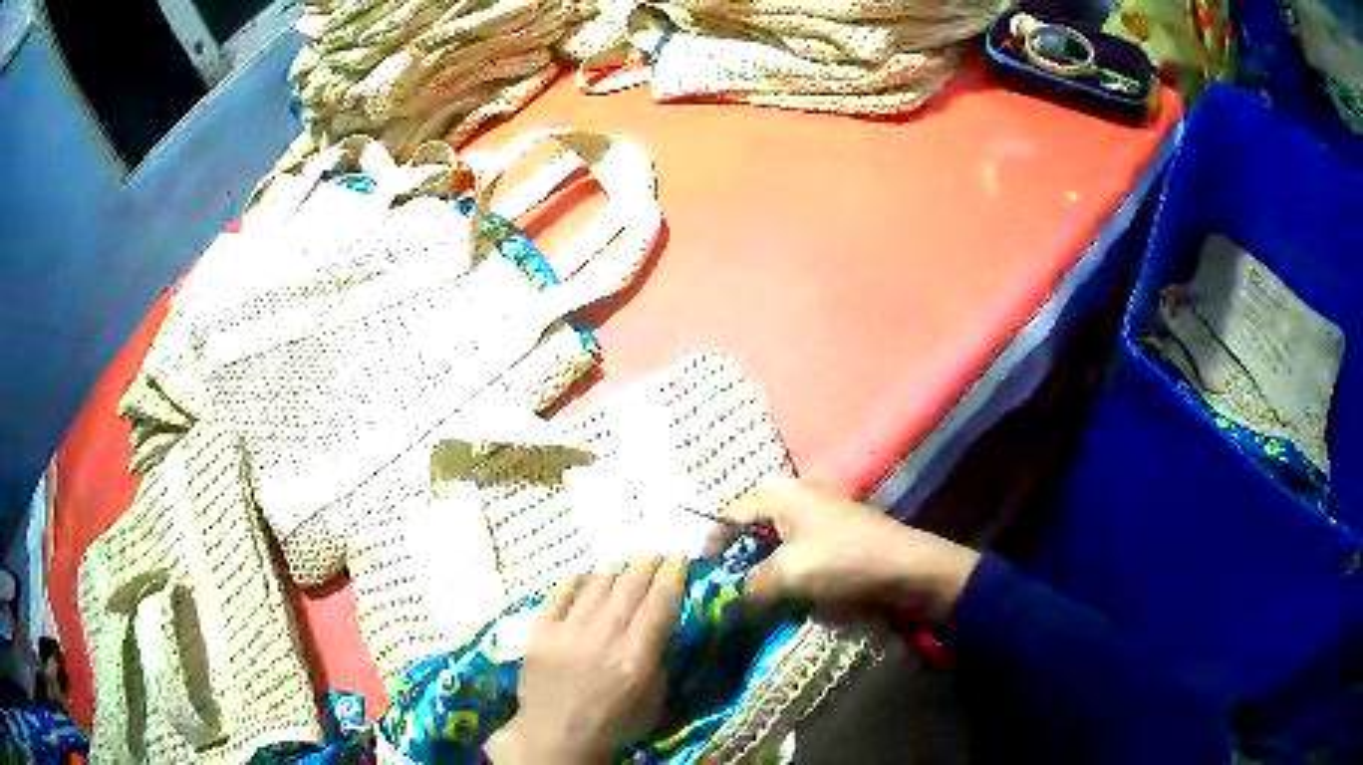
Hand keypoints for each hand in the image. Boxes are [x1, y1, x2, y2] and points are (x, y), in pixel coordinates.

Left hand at [491, 557, 686, 763]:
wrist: (556, 738)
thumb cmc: (615, 724)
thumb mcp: (655, 698)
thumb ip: (662, 657)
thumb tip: (666, 619)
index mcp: (637, 656)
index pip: (661, 603)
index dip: (672, 576)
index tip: (678, 560)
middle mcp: (604, 636)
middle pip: (630, 586)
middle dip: (645, 565)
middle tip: (653, 554)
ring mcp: (567, 631)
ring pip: (596, 583)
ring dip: (614, 569)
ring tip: (622, 565)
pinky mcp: (539, 630)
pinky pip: (560, 593)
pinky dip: (577, 581)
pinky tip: (586, 577)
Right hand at [715, 482, 980, 626]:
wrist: (910, 572)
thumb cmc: (845, 562)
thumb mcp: (789, 574)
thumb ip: (751, 586)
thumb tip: (731, 601)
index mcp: (785, 497)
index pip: (733, 511)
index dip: (713, 540)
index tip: (704, 573)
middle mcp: (801, 502)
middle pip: (755, 529)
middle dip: (739, 561)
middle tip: (728, 589)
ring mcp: (823, 522)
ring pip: (778, 547)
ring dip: (764, 573)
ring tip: (756, 601)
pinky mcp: (839, 543)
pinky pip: (800, 558)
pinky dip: (789, 578)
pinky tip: (788, 600)